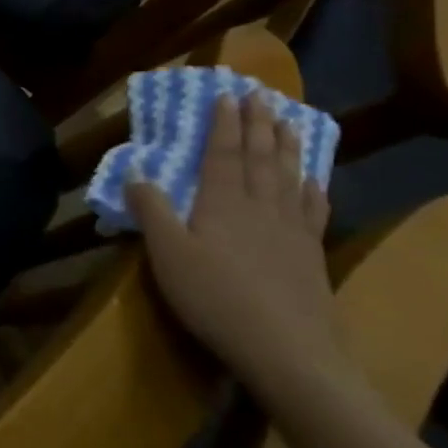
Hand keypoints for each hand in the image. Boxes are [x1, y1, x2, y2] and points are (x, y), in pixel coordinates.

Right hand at [128, 94, 341, 391]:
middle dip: (257, 123)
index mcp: (223, 204)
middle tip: (260, 94)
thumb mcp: (167, 255)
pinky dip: (312, 188)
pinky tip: (313, 180)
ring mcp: (291, 232)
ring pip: (289, 177)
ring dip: (287, 146)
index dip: (223, 123)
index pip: (223, 153)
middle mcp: (261, 208)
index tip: (226, 93)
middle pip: (260, 158)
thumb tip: (135, 171)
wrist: (290, 354)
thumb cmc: (216, 299)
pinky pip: (313, 210)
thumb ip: (151, 210)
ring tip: (288, 120)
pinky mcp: (311, 256)